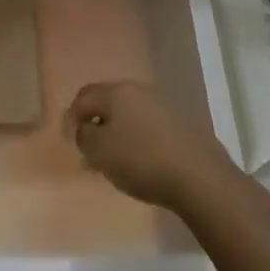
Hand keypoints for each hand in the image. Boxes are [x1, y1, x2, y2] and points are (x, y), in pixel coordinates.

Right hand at [63, 80, 234, 210]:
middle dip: (96, 125)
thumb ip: (84, 137)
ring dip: (119, 134)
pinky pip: (151, 128)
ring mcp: (166, 107)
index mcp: (117, 92)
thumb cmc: (141, 161)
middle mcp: (141, 91)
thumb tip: (86, 129)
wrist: (201, 179)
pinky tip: (142, 163)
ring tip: (116, 161)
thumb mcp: (99, 152)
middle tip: (90, 151)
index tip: (69, 141)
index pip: (84, 96)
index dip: (71, 117)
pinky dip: (140, 141)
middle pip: (109, 104)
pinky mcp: (185, 126)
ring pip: (131, 116)